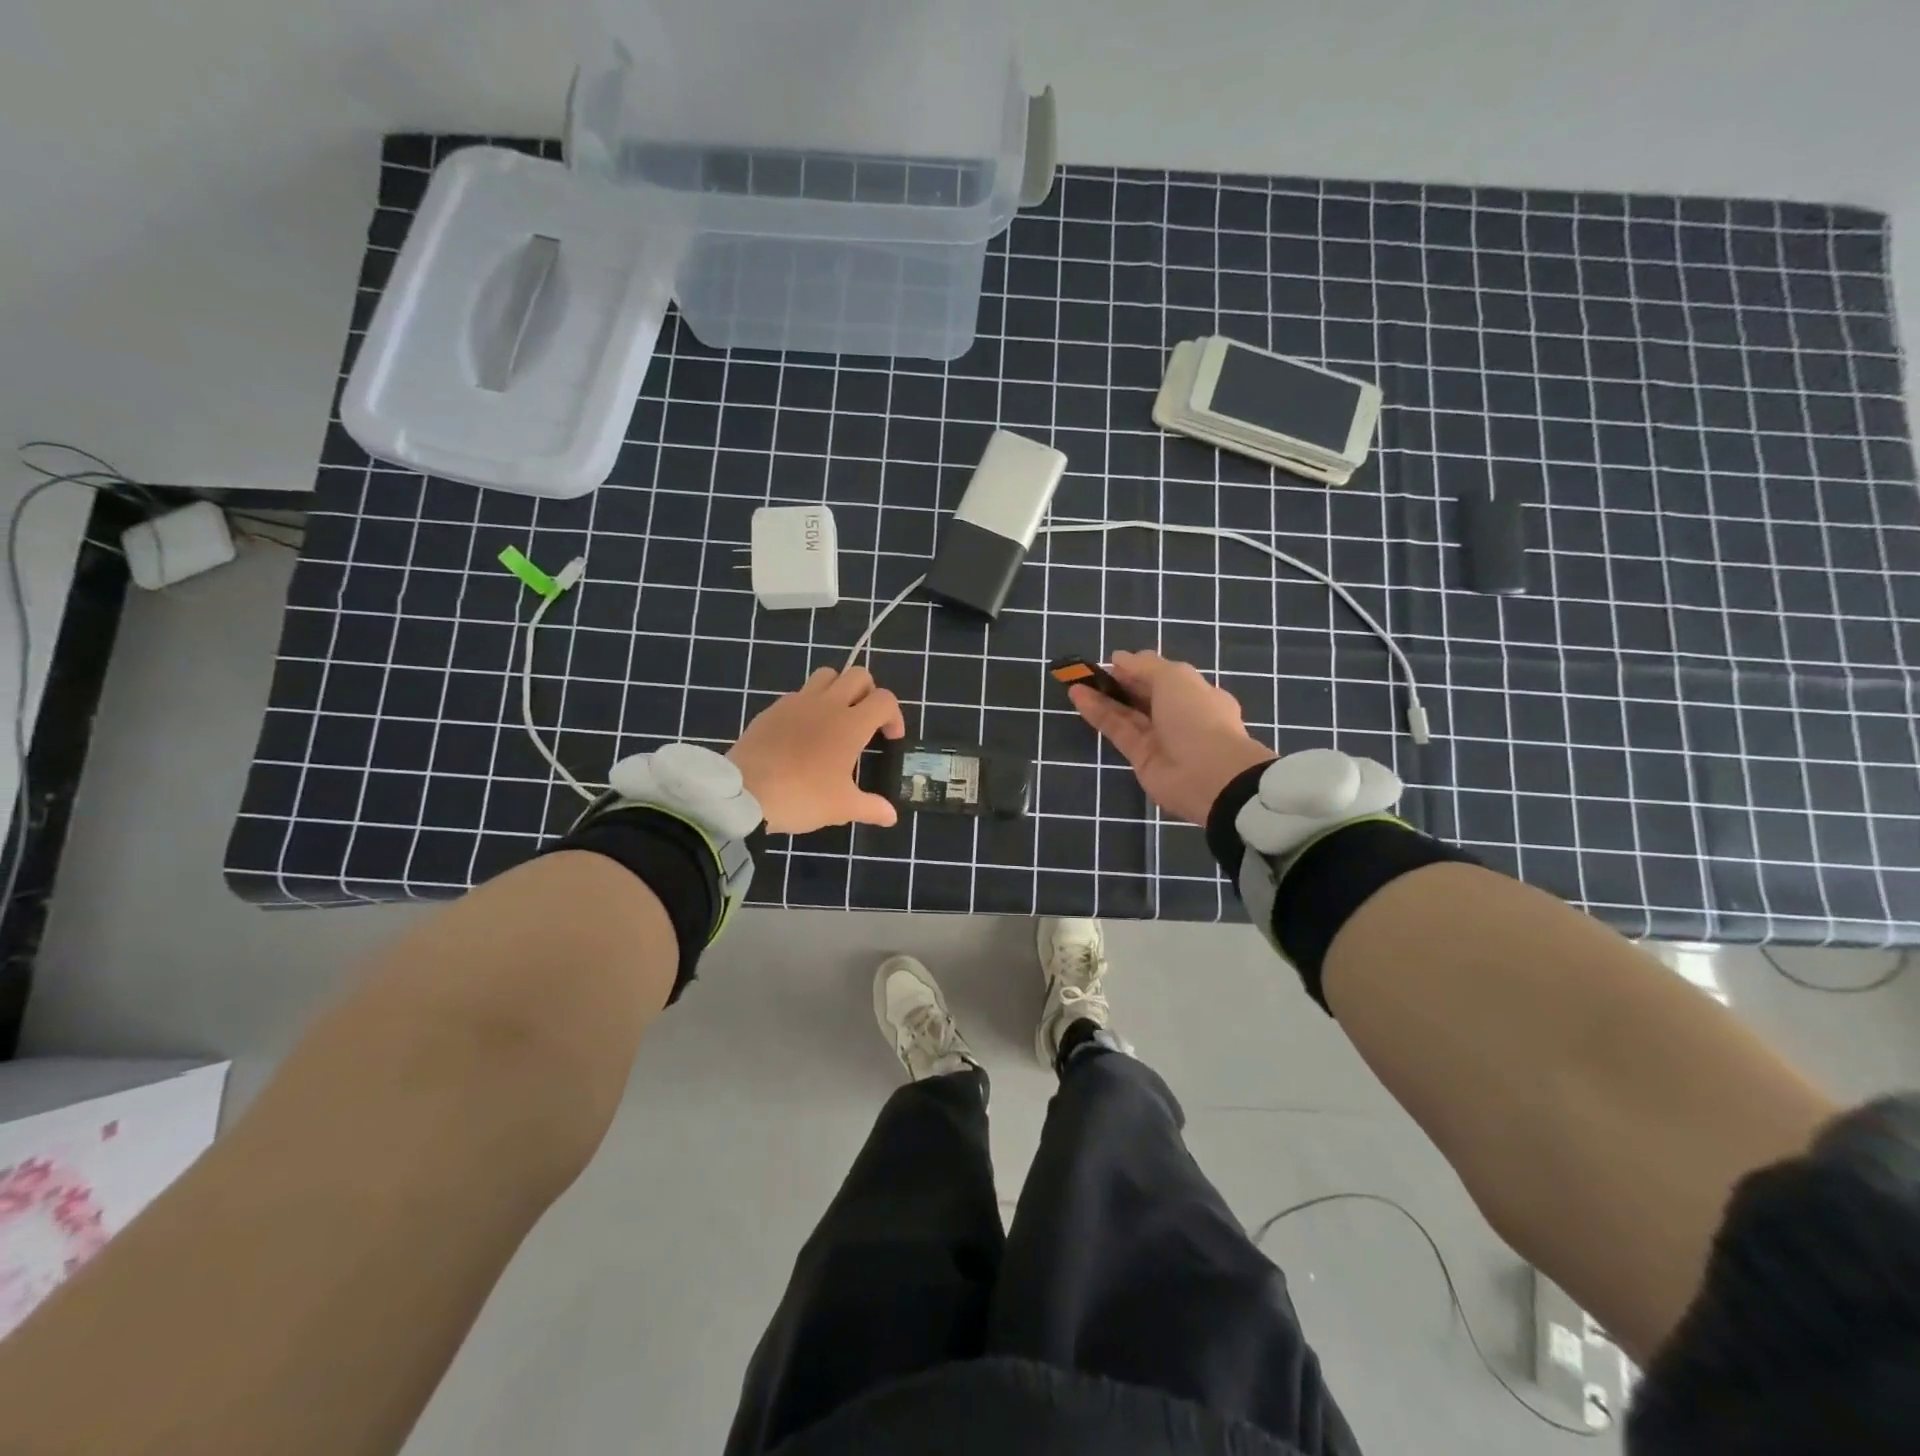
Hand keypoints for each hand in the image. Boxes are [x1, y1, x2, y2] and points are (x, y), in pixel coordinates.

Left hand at [729, 667, 906, 833]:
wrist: (744, 794)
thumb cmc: (802, 797)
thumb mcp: (842, 807)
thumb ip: (871, 808)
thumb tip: (891, 816)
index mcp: (851, 724)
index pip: (884, 700)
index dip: (894, 716)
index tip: (889, 739)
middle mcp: (827, 704)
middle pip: (858, 675)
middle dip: (869, 692)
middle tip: (866, 721)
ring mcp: (796, 703)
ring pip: (826, 675)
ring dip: (839, 688)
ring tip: (836, 718)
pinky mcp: (772, 709)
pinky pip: (798, 694)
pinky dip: (809, 704)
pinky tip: (803, 732)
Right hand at [1068, 650, 1276, 825]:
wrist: (1208, 775)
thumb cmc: (1197, 716)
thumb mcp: (1174, 677)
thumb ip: (1144, 666)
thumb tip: (1119, 658)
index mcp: (1196, 694)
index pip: (1163, 677)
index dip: (1137, 668)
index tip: (1111, 662)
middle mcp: (1179, 716)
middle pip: (1143, 696)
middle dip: (1118, 683)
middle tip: (1087, 672)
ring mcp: (1160, 739)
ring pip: (1127, 714)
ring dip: (1102, 698)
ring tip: (1076, 683)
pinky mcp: (1141, 758)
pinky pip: (1118, 731)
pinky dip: (1099, 714)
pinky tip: (1078, 697)